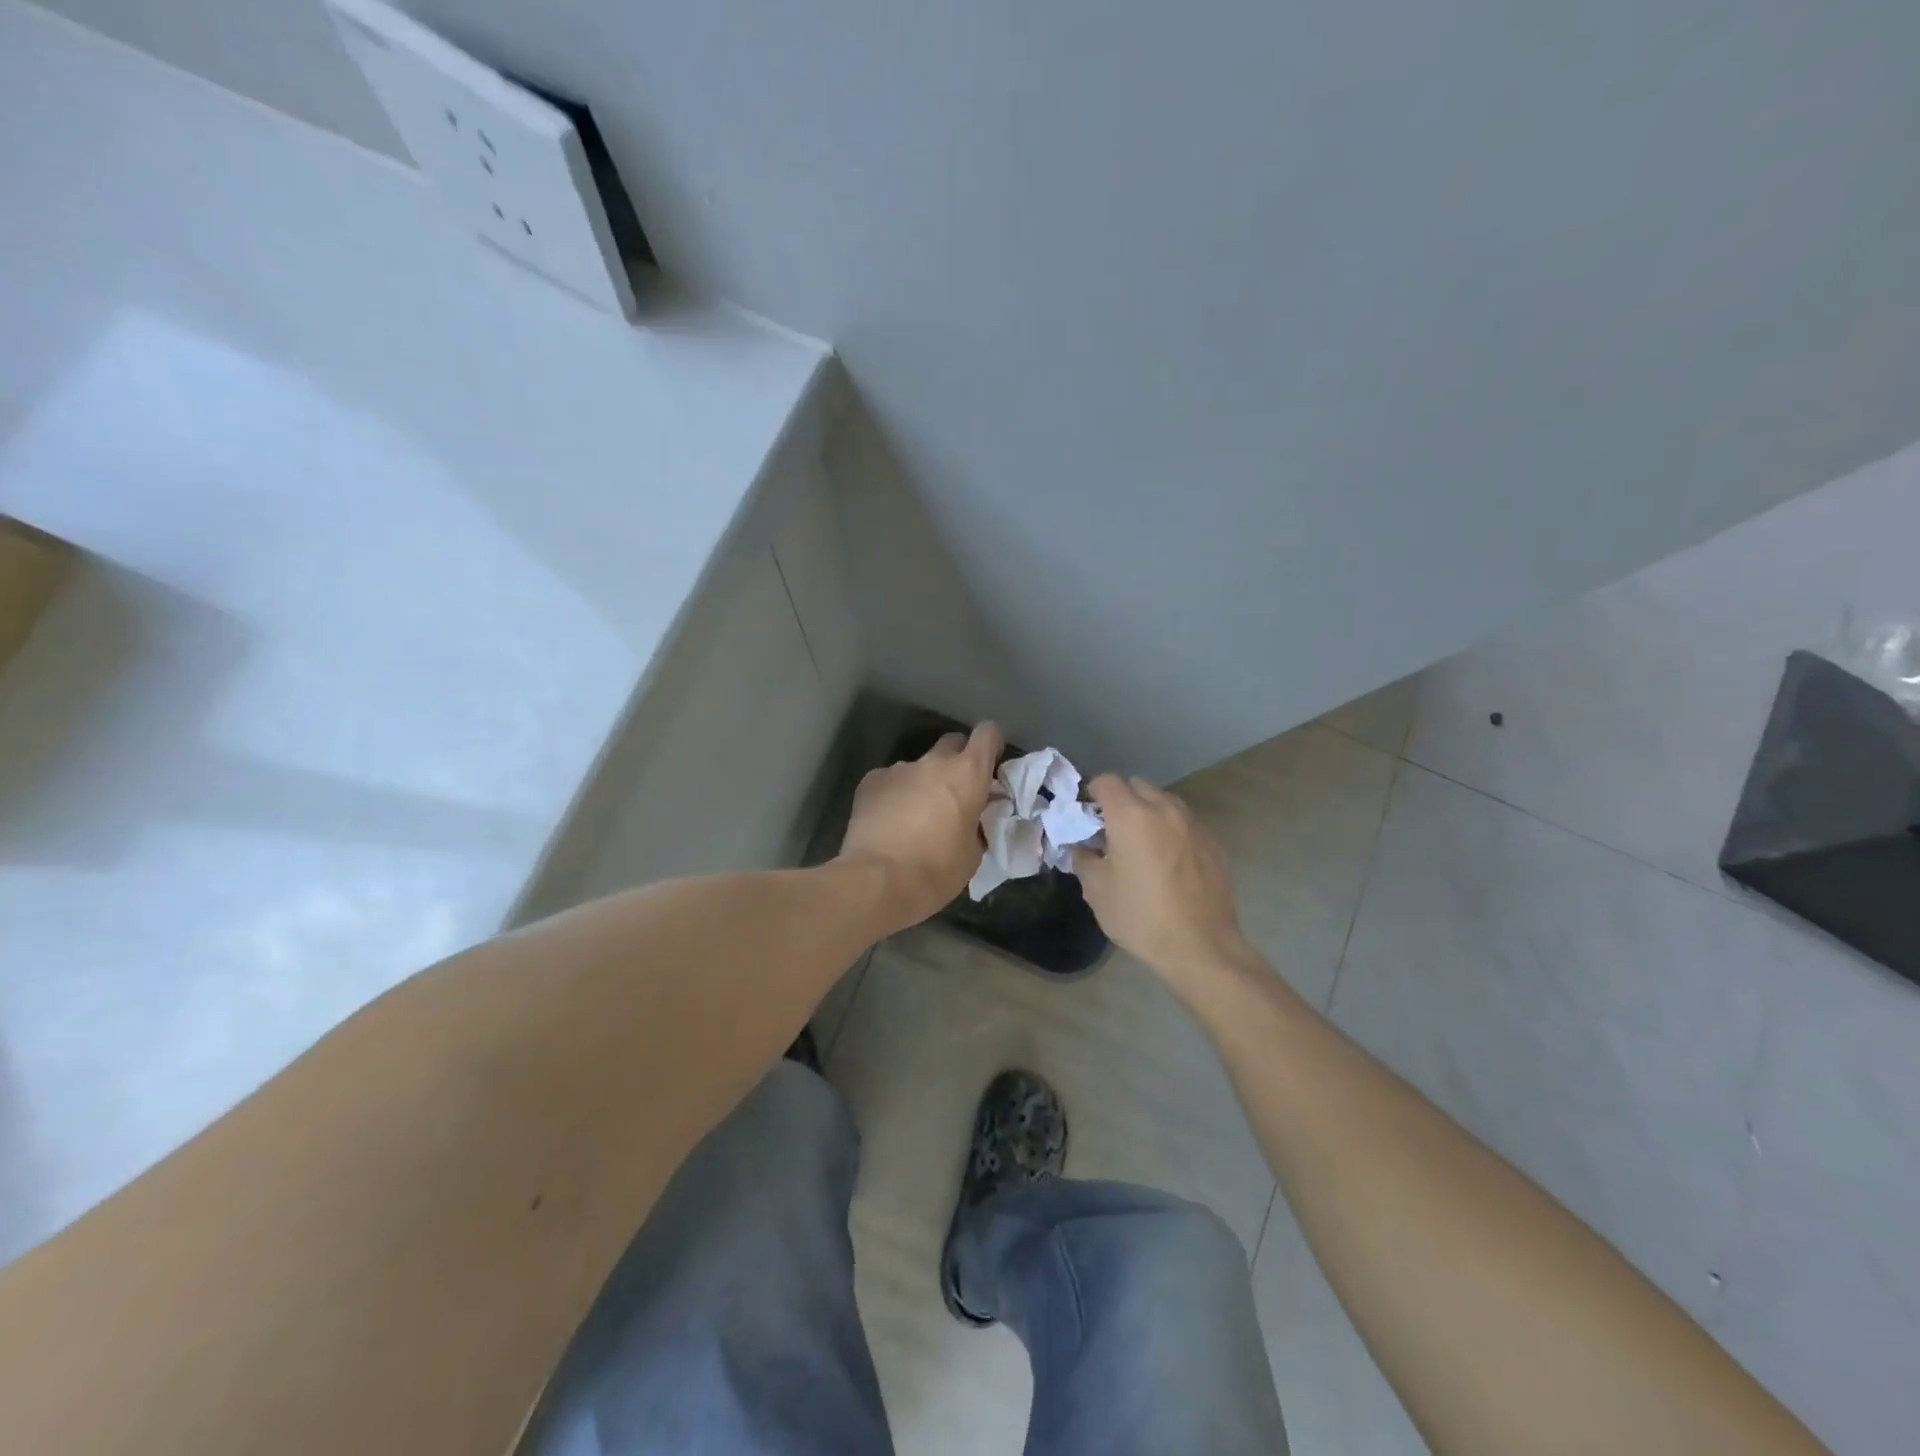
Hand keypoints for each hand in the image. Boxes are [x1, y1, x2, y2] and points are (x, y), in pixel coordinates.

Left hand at [839, 721, 1003, 931]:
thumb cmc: (936, 871)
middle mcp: (934, 762)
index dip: (991, 743)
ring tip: (915, 816)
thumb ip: (977, 824)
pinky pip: (891, 781)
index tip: (991, 761)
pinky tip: (889, 822)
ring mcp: (899, 768)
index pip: (987, 734)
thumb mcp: (972, 853)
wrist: (878, 880)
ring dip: (923, 783)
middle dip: (957, 761)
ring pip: (919, 767)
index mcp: (967, 775)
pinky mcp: (871, 781)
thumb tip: (972, 818)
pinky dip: (895, 795)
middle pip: (952, 743)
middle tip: (955, 791)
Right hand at [1073, 775, 1250, 986]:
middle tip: (1112, 832)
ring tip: (1142, 845)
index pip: (1106, 781)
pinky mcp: (1213, 842)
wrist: (1200, 947)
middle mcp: (1164, 809)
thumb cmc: (1140, 917)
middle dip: (1121, 801)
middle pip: (1137, 786)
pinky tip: (1168, 862)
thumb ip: (1084, 858)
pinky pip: (1185, 823)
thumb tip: (1083, 846)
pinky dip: (1171, 830)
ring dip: (1148, 812)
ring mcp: (1193, 824)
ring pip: (1164, 801)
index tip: (1087, 817)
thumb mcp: (1096, 890)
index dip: (1091, 794)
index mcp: (1131, 816)